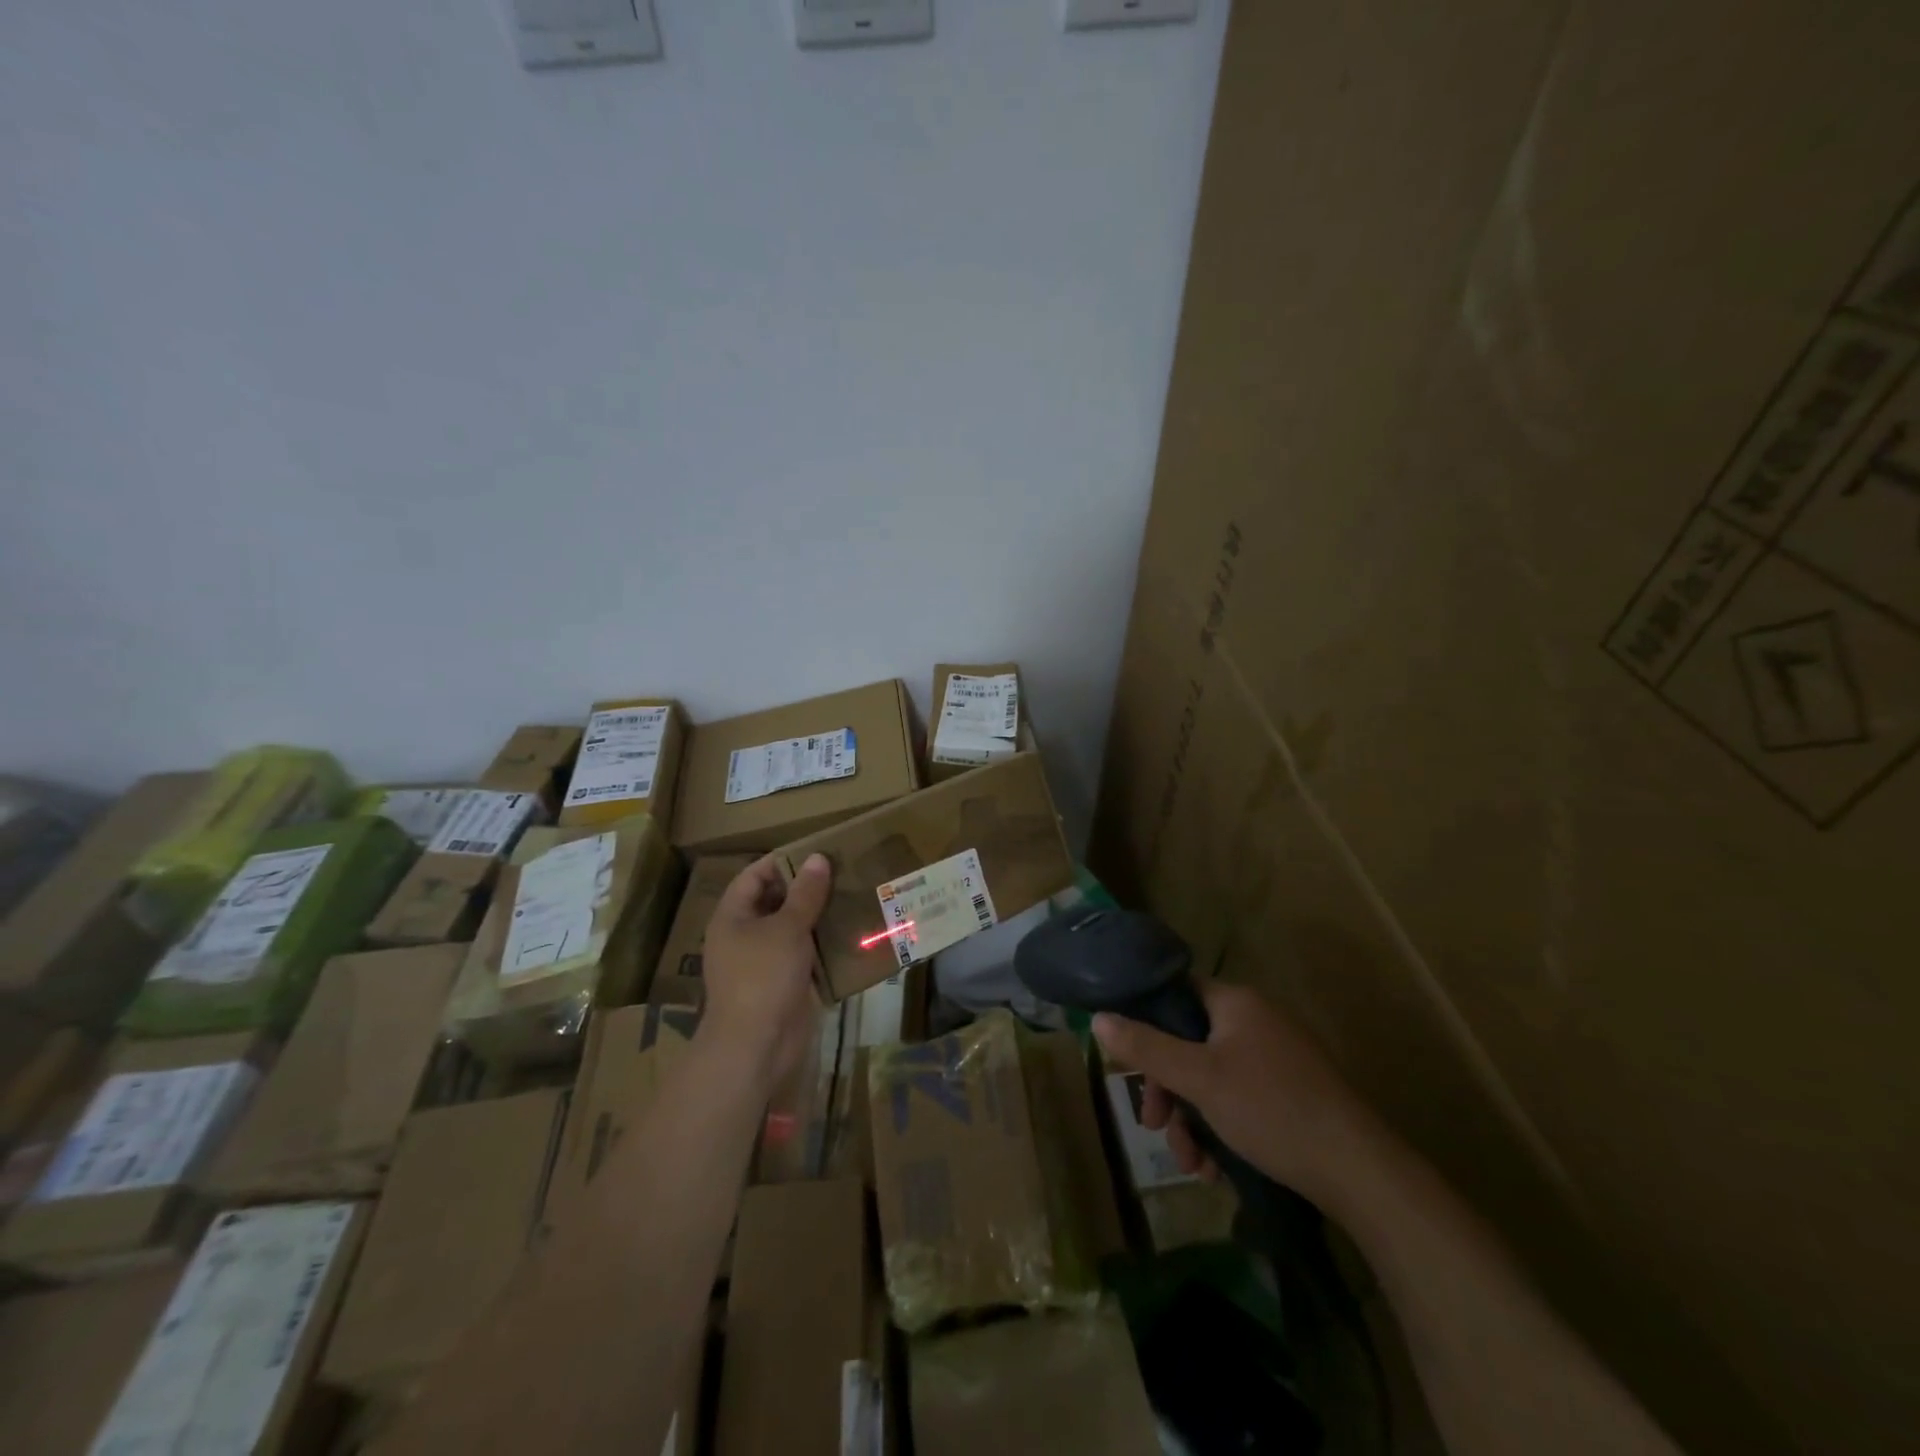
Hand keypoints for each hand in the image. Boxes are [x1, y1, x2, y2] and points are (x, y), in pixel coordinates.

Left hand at [697, 853, 831, 1088]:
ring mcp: (762, 961)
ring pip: (791, 928)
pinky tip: (849, 933)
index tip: (817, 853)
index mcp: (732, 916)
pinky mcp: (782, 983)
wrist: (756, 1046)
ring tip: (851, 897)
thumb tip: (818, 858)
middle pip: (774, 901)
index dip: (782, 862)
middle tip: (842, 872)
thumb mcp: (787, 928)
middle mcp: (743, 935)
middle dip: (805, 888)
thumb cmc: (763, 976)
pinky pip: (802, 954)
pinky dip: (822, 944)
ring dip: (818, 916)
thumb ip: (805, 893)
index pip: (754, 876)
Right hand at [1092, 979, 1374, 1210]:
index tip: (1128, 1062)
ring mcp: (1277, 1058)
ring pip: (1212, 1079)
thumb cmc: (1270, 1109)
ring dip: (1192, 1120)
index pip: (1176, 993)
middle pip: (1189, 1043)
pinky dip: (1222, 1129)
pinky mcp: (1292, 1094)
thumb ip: (1145, 1047)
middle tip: (1154, 1125)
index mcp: (1236, 1003)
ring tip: (1192, 1166)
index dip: (1146, 1022)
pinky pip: (1240, 1099)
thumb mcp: (1197, 1078)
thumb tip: (1097, 1018)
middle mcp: (1256, 1021)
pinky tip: (1218, 1169)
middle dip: (1168, 1090)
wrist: (1359, 1171)